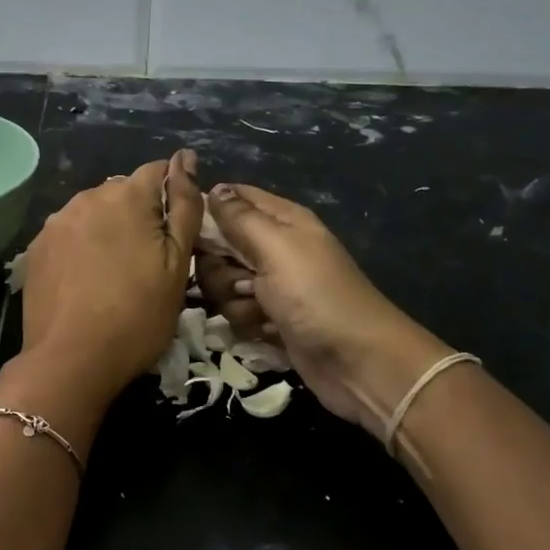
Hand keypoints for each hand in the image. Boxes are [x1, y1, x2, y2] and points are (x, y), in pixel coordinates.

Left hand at [19, 152, 202, 399]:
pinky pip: (68, 234)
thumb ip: (184, 206)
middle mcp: (87, 197)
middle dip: (139, 214)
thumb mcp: (177, 264)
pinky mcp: (36, 248)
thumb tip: (186, 158)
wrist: (71, 360)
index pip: (158, 171)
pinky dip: (81, 247)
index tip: (175, 233)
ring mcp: (56, 222)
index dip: (172, 197)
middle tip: (147, 262)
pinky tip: (85, 281)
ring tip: (114, 273)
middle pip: (123, 192)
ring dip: (108, 229)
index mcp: (126, 195)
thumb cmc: (138, 315)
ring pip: (93, 212)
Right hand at [196, 184, 451, 436]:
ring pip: (222, 282)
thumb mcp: (276, 247)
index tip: (192, 232)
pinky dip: (246, 322)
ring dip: (232, 298)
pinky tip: (266, 330)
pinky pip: (235, 311)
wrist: (357, 361)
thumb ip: (240, 217)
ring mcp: (270, 285)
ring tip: (259, 309)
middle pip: (219, 245)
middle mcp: (273, 247)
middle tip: (240, 279)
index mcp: (281, 220)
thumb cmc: (316, 294)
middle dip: (218, 266)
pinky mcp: (268, 318)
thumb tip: (213, 188)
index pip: (232, 198)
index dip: (208, 210)